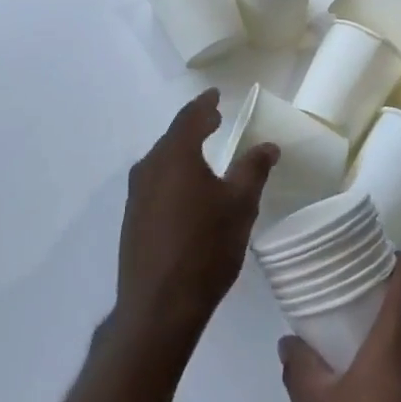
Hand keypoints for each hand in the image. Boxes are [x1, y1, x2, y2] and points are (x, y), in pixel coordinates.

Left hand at [109, 89, 277, 365]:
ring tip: (203, 151)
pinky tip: (186, 190)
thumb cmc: (205, 247)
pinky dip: (173, 173)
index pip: (190, 117)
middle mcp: (150, 167)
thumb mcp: (240, 205)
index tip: (215, 94)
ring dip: (183, 150)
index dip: (205, 103)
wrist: (158, 307)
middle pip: (173, 136)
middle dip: (195, 125)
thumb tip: (268, 145)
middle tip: (214, 119)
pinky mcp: (132, 219)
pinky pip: (155, 182)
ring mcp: (136, 194)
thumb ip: (253, 169)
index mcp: (175, 155)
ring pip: (162, 160)